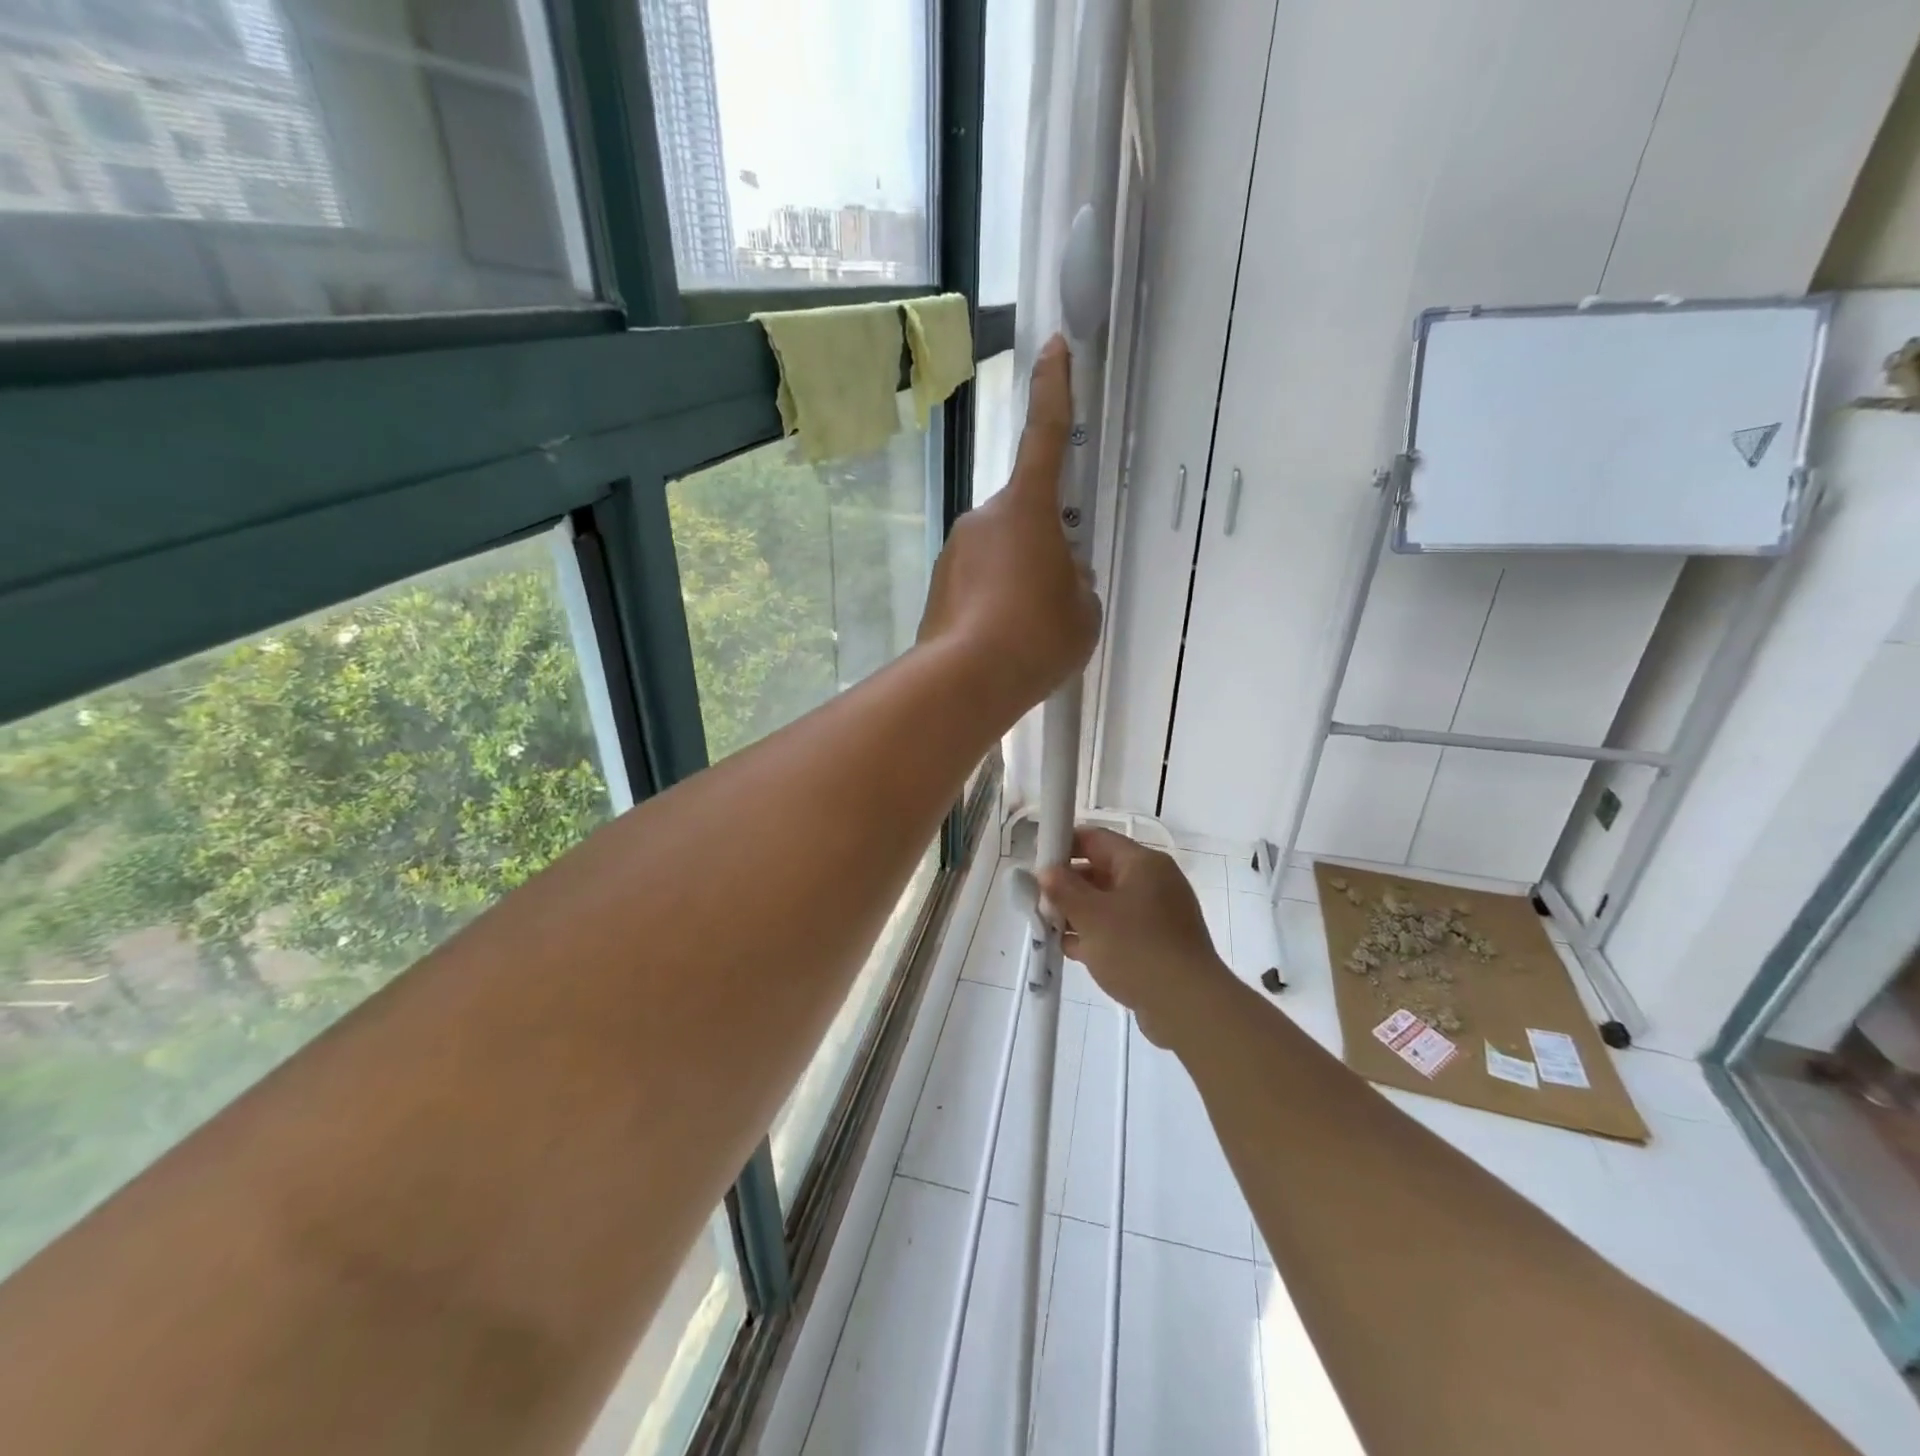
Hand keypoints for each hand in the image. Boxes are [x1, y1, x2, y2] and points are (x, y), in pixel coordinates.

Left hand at [917, 336, 1101, 722]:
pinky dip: (994, 601)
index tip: (1054, 346)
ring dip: (1017, 578)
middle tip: (1055, 595)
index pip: (1046, 435)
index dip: (1054, 389)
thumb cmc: (1037, 636)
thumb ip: (1076, 580)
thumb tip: (1060, 574)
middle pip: (1023, 516)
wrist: (966, 681)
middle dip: (1042, 544)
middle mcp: (984, 517)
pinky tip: (1003, 639)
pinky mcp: (939, 585)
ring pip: (1000, 552)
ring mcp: (956, 551)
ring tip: (1028, 629)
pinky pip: (978, 581)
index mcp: (1027, 508)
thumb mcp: (1083, 609)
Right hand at [1038, 827, 1234, 1047]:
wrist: (1188, 1006)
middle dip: (1069, 885)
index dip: (1064, 845)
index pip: (1096, 838)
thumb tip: (1047, 872)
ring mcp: (1159, 914)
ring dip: (1079, 913)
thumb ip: (1063, 889)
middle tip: (1039, 901)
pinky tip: (1073, 950)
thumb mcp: (1091, 916)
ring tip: (1049, 928)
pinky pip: (1121, 928)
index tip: (1037, 862)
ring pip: (1109, 903)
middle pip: (1102, 870)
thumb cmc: (1136, 949)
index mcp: (1142, 863)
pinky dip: (1097, 935)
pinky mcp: (1159, 943)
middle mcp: (1154, 882)